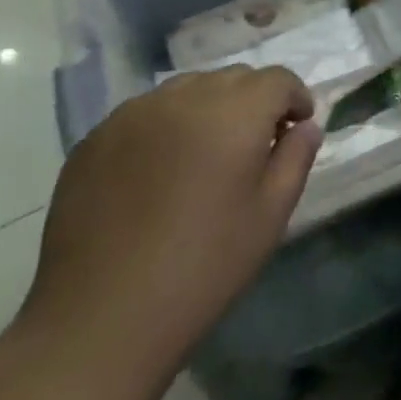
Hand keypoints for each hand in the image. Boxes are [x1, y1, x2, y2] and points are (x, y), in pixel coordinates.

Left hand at [19, 65, 321, 375]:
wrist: (98, 321)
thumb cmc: (202, 268)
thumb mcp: (270, 215)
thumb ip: (296, 158)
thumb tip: (306, 126)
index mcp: (233, 113)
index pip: (277, 79)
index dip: (294, 98)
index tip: (294, 129)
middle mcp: (183, 98)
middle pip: (233, 78)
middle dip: (253, 101)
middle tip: (253, 147)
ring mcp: (132, 114)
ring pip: (187, 90)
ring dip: (208, 109)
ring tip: (204, 157)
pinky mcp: (94, 139)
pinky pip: (145, 114)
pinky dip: (165, 127)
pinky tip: (158, 174)